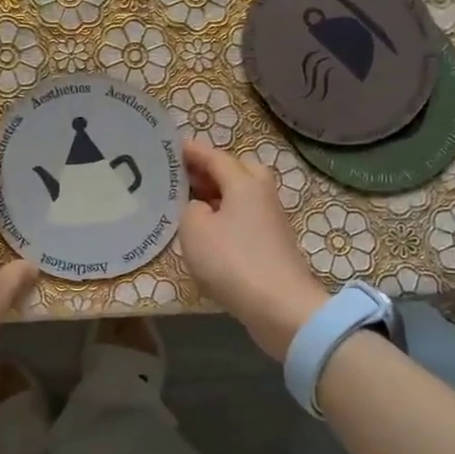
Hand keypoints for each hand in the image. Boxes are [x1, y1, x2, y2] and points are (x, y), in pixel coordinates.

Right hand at [178, 140, 328, 361]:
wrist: (280, 307)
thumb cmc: (233, 261)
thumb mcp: (195, 229)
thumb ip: (191, 208)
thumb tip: (201, 207)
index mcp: (244, 183)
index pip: (216, 157)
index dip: (193, 151)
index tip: (173, 147)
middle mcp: (262, 195)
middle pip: (239, 170)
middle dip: (213, 170)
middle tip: (187, 177)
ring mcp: (272, 220)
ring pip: (244, 196)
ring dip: (221, 195)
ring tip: (194, 204)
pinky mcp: (274, 244)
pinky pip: (247, 218)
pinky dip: (229, 217)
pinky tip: (212, 232)